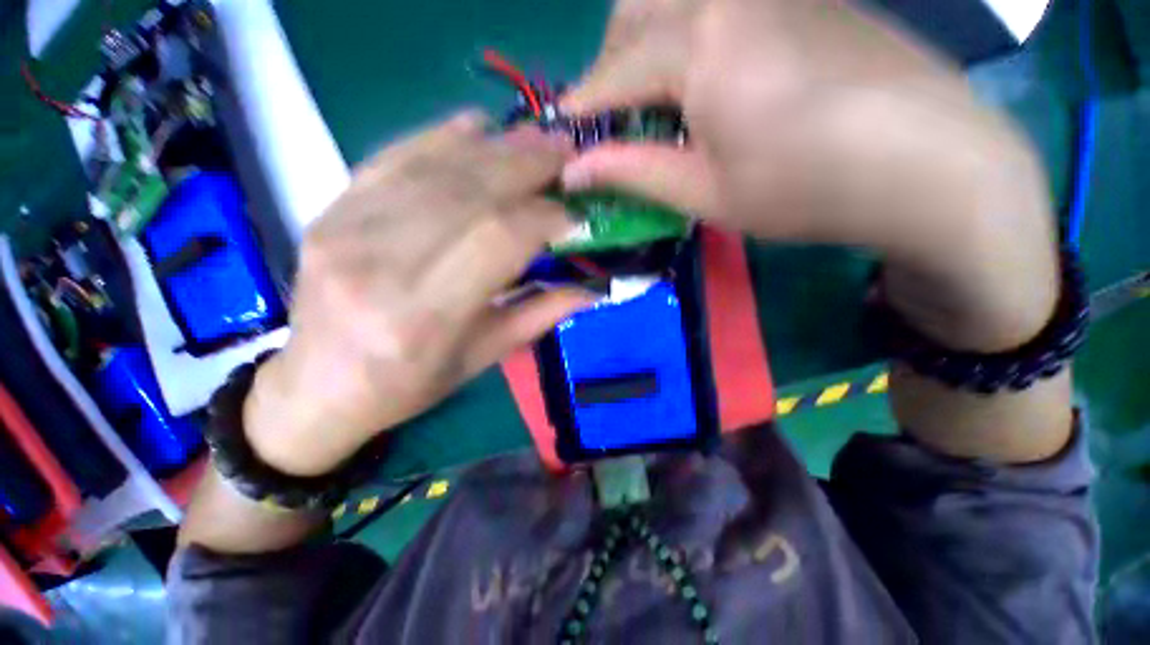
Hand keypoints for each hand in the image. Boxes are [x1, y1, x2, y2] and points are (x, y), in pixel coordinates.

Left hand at [243, 112, 590, 475]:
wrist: (319, 387)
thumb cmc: (408, 385)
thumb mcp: (482, 360)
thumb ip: (538, 316)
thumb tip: (593, 287)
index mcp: (424, 317)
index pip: (498, 239)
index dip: (544, 217)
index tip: (576, 213)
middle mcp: (381, 265)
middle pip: (469, 193)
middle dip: (527, 166)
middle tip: (567, 154)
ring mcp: (346, 229)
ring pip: (435, 169)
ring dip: (495, 148)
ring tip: (536, 139)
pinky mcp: (330, 211)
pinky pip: (394, 158)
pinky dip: (441, 136)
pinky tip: (477, 127)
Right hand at [561, 0, 1057, 350]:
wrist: (931, 165)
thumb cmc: (807, 190)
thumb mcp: (705, 194)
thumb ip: (633, 172)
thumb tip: (575, 173)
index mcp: (702, 45)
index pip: (614, 73)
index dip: (582, 108)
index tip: (563, 136)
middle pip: (636, 10)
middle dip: (611, 63)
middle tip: (613, 116)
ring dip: (647, 42)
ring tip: (655, 98)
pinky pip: (720, 3)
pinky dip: (691, 35)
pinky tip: (709, 79)